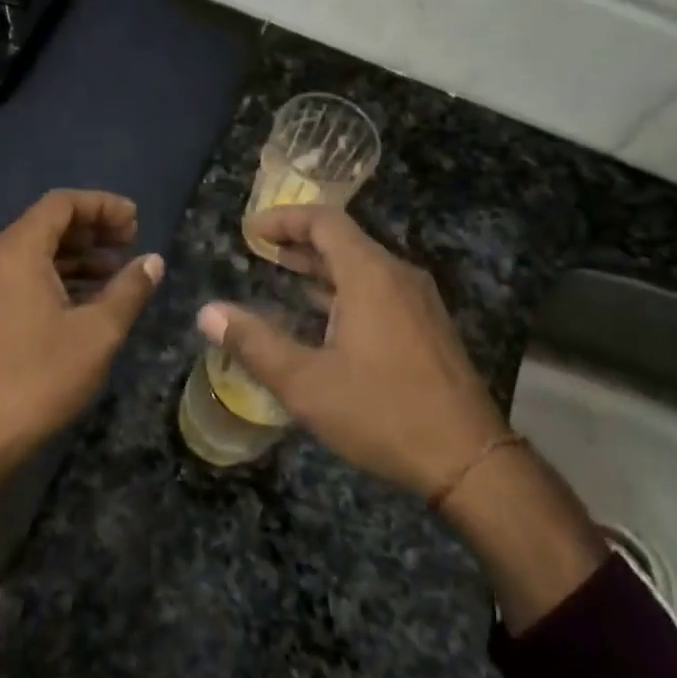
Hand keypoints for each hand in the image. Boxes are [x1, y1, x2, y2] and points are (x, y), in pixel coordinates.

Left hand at [0, 190, 161, 595]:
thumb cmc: (40, 376)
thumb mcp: (98, 332)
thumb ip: (129, 290)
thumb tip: (153, 261)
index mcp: (17, 251)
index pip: (62, 204)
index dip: (103, 206)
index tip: (137, 222)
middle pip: (47, 224)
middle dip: (92, 228)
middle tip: (131, 241)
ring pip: (36, 253)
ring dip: (78, 256)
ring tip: (117, 271)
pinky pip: (24, 278)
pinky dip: (59, 278)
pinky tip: (88, 301)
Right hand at [198, 205, 506, 500]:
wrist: (468, 459)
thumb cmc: (382, 412)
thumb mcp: (306, 382)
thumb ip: (254, 343)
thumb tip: (207, 312)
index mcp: (370, 275)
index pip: (324, 221)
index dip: (283, 219)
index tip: (250, 231)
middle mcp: (398, 276)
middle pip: (344, 240)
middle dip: (299, 242)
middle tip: (260, 252)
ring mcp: (419, 301)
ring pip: (362, 267)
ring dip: (321, 268)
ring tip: (284, 278)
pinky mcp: (428, 326)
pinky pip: (379, 289)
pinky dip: (344, 289)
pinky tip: (325, 318)